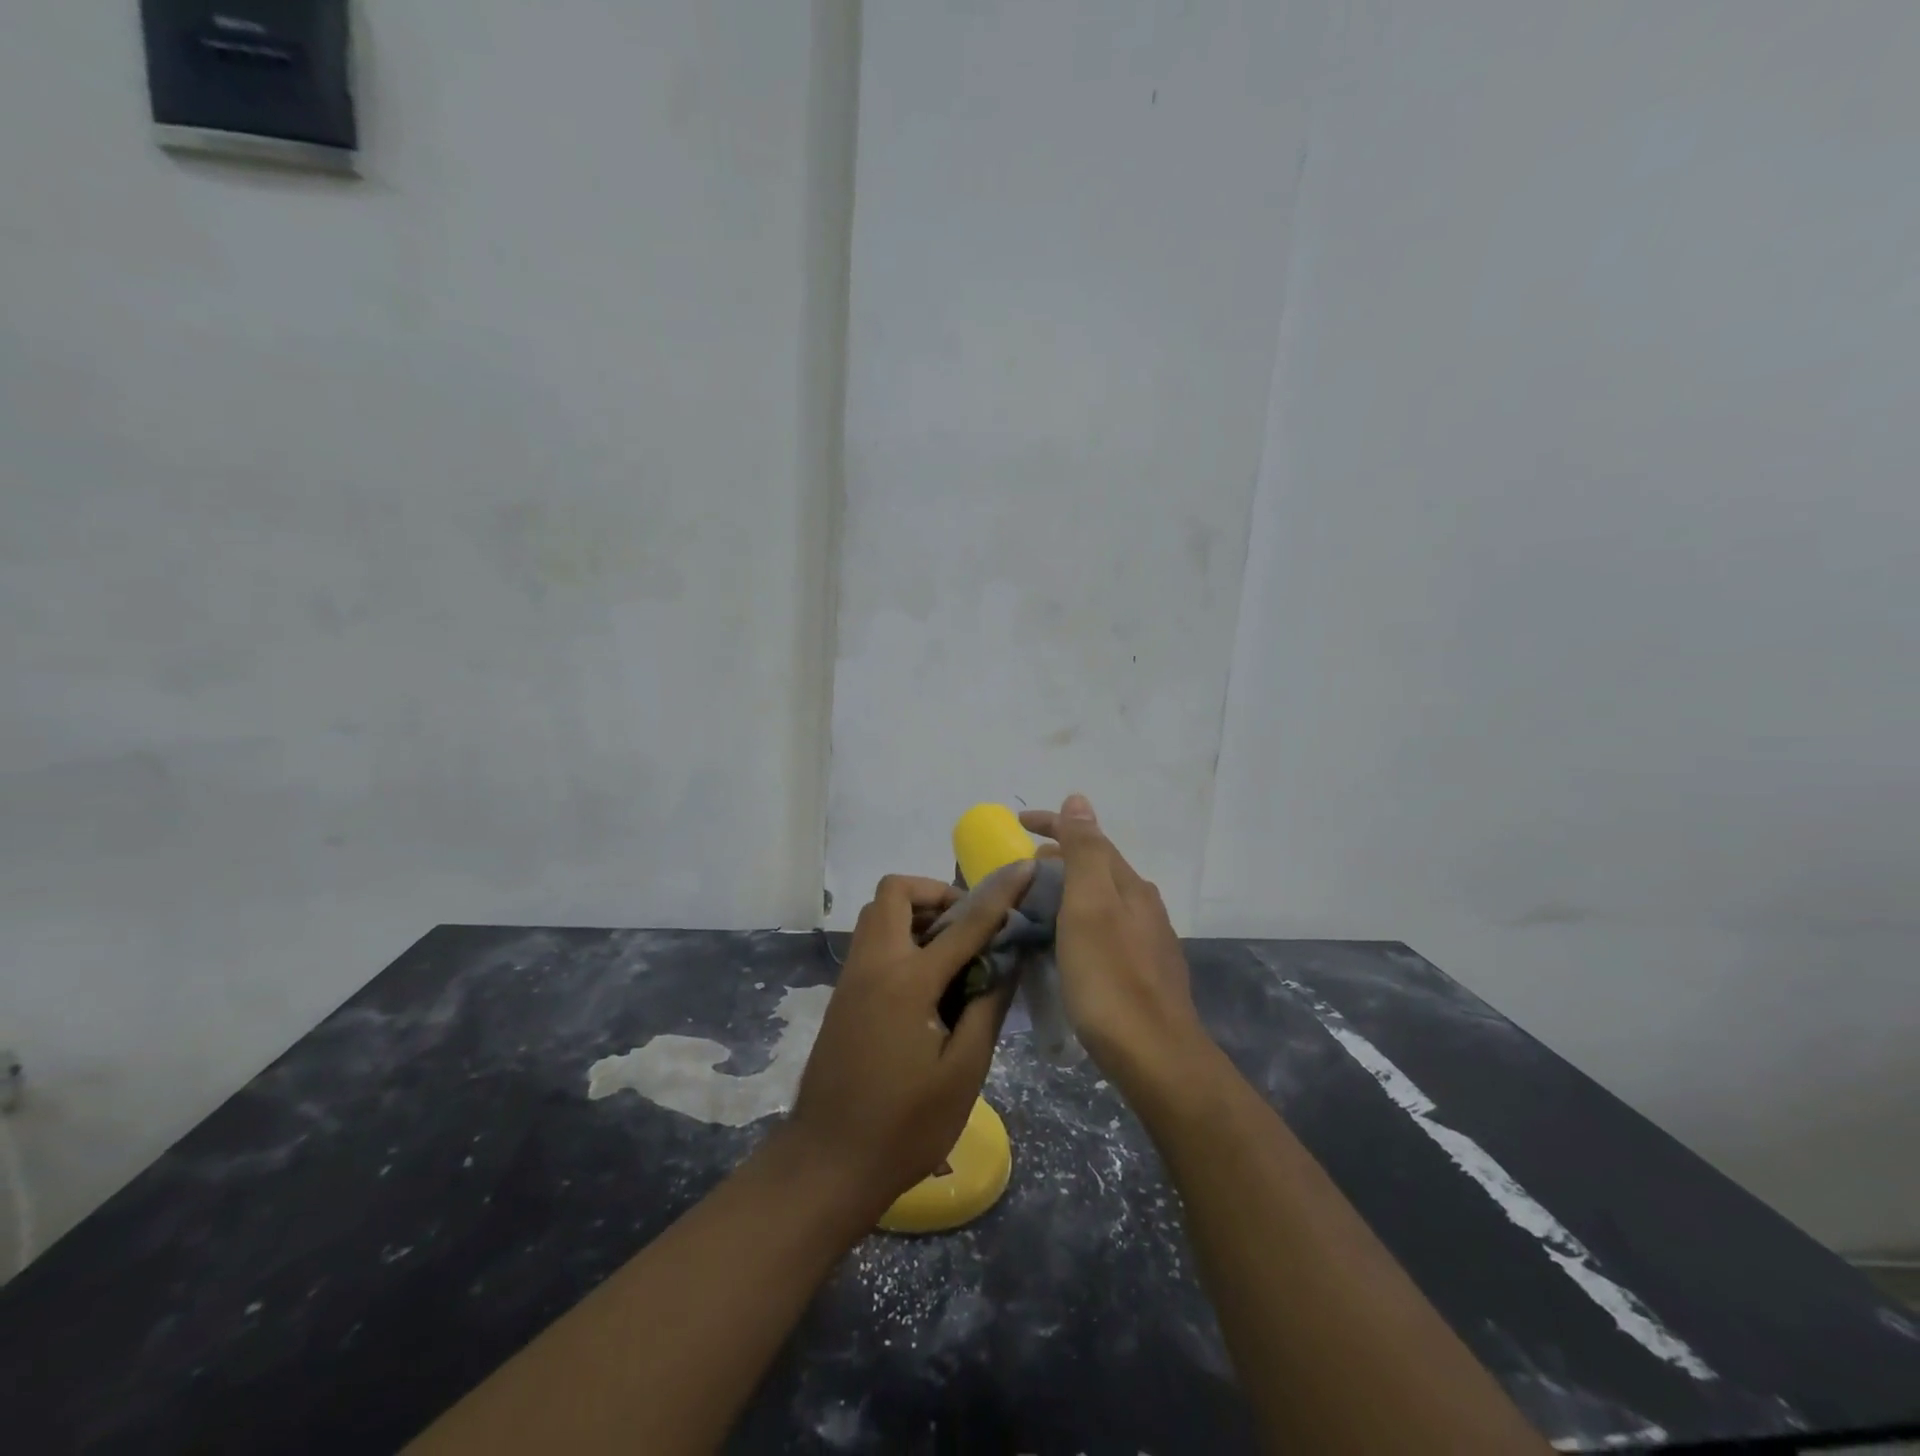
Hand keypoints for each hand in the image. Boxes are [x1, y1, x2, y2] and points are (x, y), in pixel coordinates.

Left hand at [784, 868, 1035, 1214]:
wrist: (828, 1162)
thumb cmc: (905, 1126)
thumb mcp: (963, 1072)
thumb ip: (987, 1008)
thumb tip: (1007, 961)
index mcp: (908, 981)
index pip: (965, 923)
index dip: (999, 894)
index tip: (1023, 870)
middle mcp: (875, 964)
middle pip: (896, 893)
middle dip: (937, 893)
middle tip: (969, 924)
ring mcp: (852, 978)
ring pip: (878, 914)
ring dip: (915, 913)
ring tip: (952, 949)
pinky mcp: (843, 995)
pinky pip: (871, 941)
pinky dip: (901, 937)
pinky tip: (927, 978)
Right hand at [1019, 795, 1210, 1090]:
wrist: (1155, 1055)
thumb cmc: (1110, 978)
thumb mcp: (1089, 906)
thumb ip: (1084, 851)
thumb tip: (1079, 799)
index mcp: (1129, 886)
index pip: (1089, 839)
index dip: (1054, 824)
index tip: (1019, 821)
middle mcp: (1144, 906)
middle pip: (1097, 868)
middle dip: (1060, 859)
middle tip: (1023, 868)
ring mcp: (1148, 941)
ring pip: (1102, 900)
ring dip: (1070, 891)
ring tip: (1038, 902)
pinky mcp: (1144, 973)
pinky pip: (1105, 928)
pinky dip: (1080, 920)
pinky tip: (1068, 943)